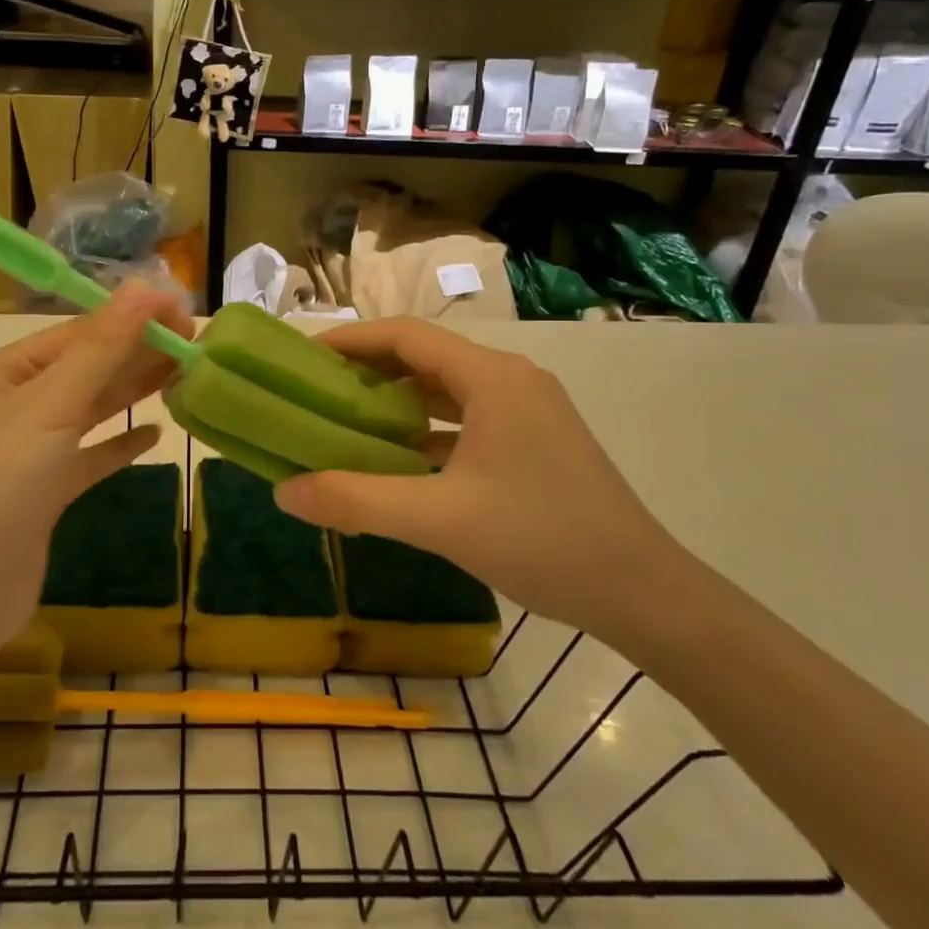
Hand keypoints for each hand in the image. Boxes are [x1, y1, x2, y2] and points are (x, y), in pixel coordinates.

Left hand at [0, 285, 192, 650]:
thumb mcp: (49, 406)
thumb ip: (101, 347)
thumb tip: (144, 286)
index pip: (72, 334)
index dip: (128, 320)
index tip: (181, 312)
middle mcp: (6, 405)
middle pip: (82, 369)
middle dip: (135, 353)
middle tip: (194, 341)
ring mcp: (23, 452)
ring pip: (86, 411)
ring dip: (131, 393)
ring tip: (184, 373)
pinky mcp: (40, 494)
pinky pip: (86, 458)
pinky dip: (118, 445)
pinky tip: (154, 434)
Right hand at [272, 319, 681, 637]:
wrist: (643, 592)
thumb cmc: (542, 540)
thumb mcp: (439, 520)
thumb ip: (357, 501)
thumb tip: (285, 491)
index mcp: (492, 378)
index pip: (406, 335)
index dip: (350, 340)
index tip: (304, 357)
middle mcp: (511, 380)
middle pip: (425, 357)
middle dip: (368, 369)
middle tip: (316, 390)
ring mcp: (527, 410)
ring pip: (446, 389)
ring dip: (397, 400)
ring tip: (345, 419)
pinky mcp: (534, 440)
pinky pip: (466, 418)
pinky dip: (426, 428)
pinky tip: (397, 457)